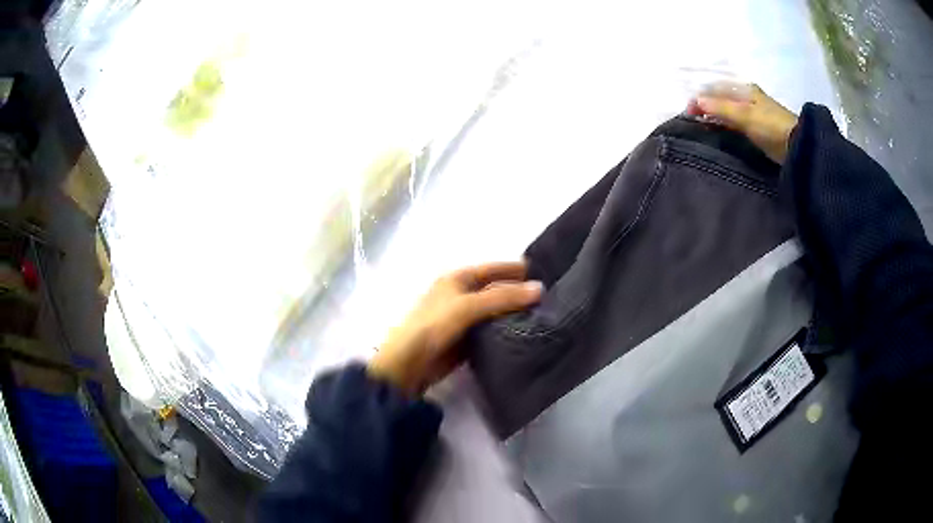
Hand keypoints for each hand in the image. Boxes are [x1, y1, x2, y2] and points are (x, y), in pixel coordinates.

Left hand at [367, 261, 542, 393]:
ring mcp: (464, 318)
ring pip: (495, 312)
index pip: (493, 268)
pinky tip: (526, 334)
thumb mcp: (468, 306)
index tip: (544, 271)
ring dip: (514, 314)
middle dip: (518, 293)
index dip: (515, 269)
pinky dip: (506, 331)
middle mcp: (462, 295)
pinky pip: (491, 331)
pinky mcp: (467, 340)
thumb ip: (503, 297)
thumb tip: (540, 289)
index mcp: (458, 279)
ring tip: (545, 316)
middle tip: (550, 298)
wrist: (410, 363)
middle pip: (496, 290)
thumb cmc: (434, 325)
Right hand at [687, 82, 798, 163]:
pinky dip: (724, 125)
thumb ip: (719, 108)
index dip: (700, 97)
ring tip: (701, 126)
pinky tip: (718, 131)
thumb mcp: (744, 115)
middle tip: (691, 120)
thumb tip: (694, 101)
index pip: (715, 88)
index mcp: (743, 88)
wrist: (797, 146)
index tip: (688, 112)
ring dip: (714, 115)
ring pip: (727, 110)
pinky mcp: (757, 128)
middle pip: (720, 98)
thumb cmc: (770, 126)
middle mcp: (746, 96)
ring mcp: (753, 112)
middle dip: (705, 106)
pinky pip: (735, 122)